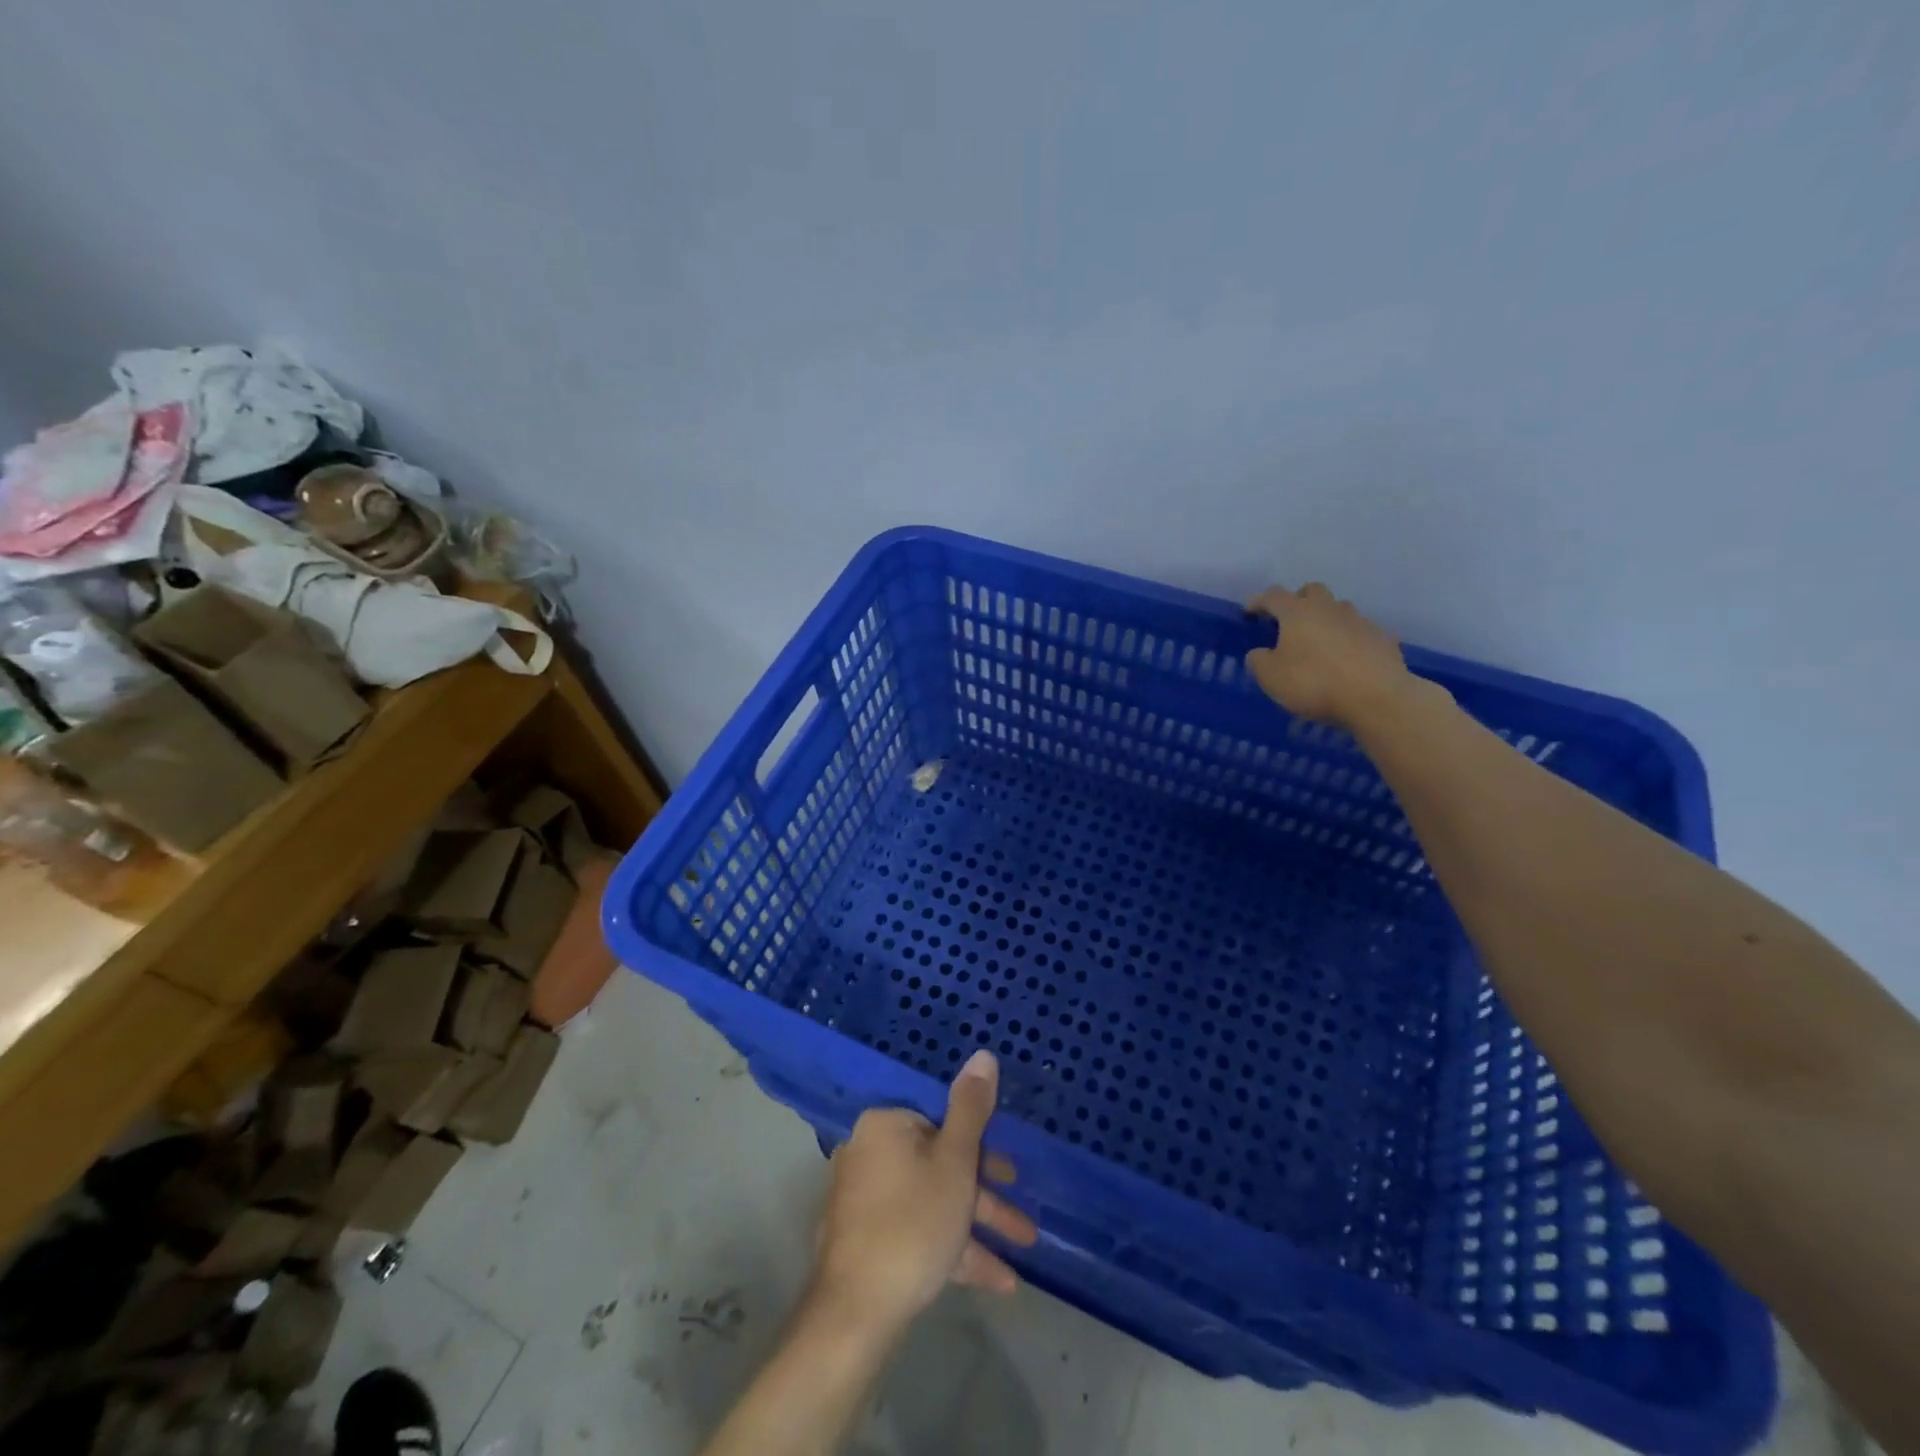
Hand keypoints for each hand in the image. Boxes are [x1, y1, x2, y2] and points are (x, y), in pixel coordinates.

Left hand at [810, 1050, 1037, 1340]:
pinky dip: (953, 1248)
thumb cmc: (913, 1222)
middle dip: (986, 1193)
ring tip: (1024, 1248)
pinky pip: (917, 1230)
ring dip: (978, 1224)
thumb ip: (971, 1109)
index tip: (1010, 1169)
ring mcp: (865, 1199)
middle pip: (939, 1162)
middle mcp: (869, 1153)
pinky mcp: (866, 1239)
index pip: (940, 1119)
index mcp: (885, 1125)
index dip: (980, 1144)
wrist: (855, 1314)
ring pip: (933, 1200)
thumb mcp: (955, 1162)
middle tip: (1023, 1217)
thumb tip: (982, 1055)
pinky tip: (997, 1281)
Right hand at [1245, 582, 1416, 730]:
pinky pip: (1360, 632)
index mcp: (1297, 612)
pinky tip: (1347, 662)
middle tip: (1289, 622)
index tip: (1250, 613)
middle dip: (1298, 601)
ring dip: (1326, 620)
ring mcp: (1359, 621)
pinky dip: (1349, 640)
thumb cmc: (1313, 682)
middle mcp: (1329, 608)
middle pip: (1312, 591)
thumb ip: (1259, 660)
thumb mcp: (1270, 677)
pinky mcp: (1382, 638)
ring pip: (1339, 609)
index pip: (1273, 596)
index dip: (1259, 602)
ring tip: (1319, 644)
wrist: (1376, 697)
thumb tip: (1261, 653)